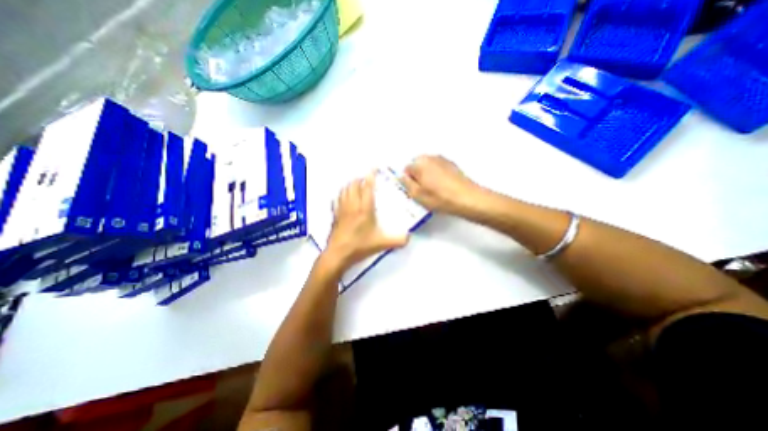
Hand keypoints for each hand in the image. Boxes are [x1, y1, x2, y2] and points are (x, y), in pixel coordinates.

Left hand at [322, 173, 407, 270]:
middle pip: (353, 185)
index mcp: (364, 209)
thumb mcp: (381, 244)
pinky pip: (336, 199)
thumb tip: (410, 237)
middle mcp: (352, 205)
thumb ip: (397, 240)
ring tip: (355, 184)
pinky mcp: (334, 215)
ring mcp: (341, 209)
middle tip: (366, 178)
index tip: (373, 169)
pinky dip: (341, 194)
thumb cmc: (360, 246)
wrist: (338, 254)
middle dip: (359, 179)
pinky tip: (343, 196)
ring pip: (344, 190)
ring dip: (350, 184)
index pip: (367, 187)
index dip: (370, 176)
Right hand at [402, 155, 477, 215]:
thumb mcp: (417, 195)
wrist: (467, 199)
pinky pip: (438, 169)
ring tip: (434, 191)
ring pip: (428, 168)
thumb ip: (406, 183)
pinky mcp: (452, 165)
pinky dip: (437, 176)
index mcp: (420, 163)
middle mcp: (431, 157)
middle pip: (417, 166)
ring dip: (427, 177)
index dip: (408, 181)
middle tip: (422, 192)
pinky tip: (442, 188)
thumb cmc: (440, 198)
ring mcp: (443, 160)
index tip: (413, 191)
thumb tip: (402, 177)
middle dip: (417, 177)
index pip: (406, 169)